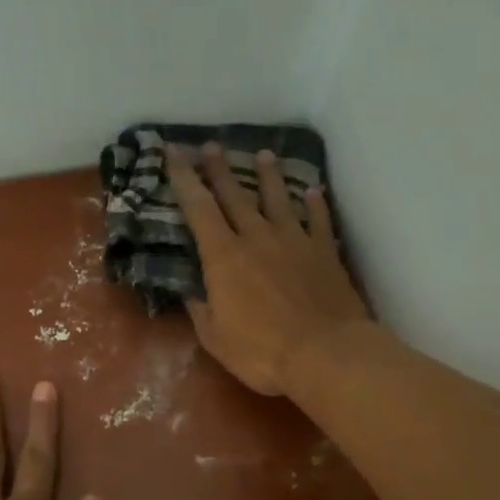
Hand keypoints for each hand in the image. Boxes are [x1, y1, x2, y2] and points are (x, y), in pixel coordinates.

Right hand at [166, 142, 371, 395]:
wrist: (326, 354)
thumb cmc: (262, 351)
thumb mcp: (216, 338)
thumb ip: (201, 310)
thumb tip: (190, 292)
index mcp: (224, 257)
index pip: (198, 208)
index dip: (184, 179)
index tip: (173, 153)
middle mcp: (257, 238)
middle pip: (236, 195)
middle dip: (220, 169)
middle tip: (211, 146)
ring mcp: (295, 241)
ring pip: (279, 199)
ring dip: (269, 176)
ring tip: (264, 154)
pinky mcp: (325, 252)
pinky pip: (319, 220)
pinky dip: (316, 204)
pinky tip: (314, 191)